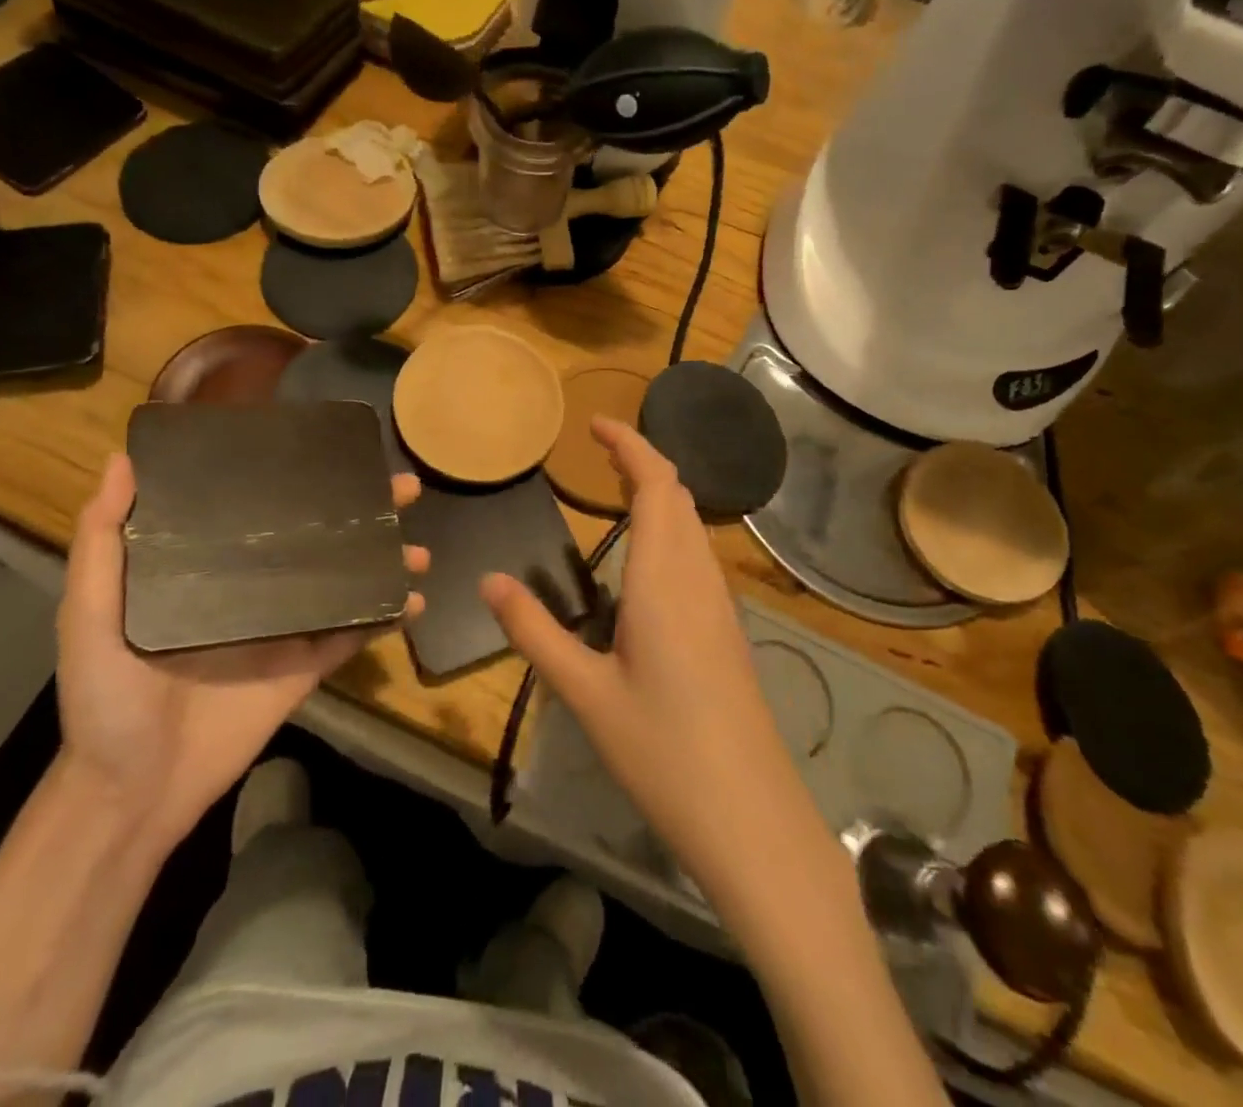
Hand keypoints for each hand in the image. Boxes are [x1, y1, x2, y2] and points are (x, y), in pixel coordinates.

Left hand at [55, 453, 428, 850]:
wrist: (133, 792)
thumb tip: (122, 461)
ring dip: (384, 562)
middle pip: (318, 538)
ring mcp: (285, 628)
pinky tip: (415, 599)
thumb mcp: (88, 616)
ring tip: (418, 549)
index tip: (336, 449)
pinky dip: (385, 618)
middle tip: (405, 489)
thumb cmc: (106, 699)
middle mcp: (253, 587)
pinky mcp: (305, 668)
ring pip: (344, 582)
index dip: (299, 477)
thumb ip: (101, 544)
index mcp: (208, 566)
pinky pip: (351, 635)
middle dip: (365, 512)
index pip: (261, 508)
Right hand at [481, 419, 805, 893]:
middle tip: (597, 453)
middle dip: (641, 462)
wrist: (751, 817)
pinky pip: (698, 555)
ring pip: (692, 525)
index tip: (595, 425)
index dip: (630, 446)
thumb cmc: (662, 751)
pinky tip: (646, 560)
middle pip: (678, 496)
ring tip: (616, 492)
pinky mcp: (727, 630)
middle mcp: (698, 579)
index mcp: (664, 580)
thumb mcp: (585, 692)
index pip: (656, 486)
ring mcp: (720, 605)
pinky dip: (671, 529)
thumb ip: (534, 631)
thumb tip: (490, 580)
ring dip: (659, 494)